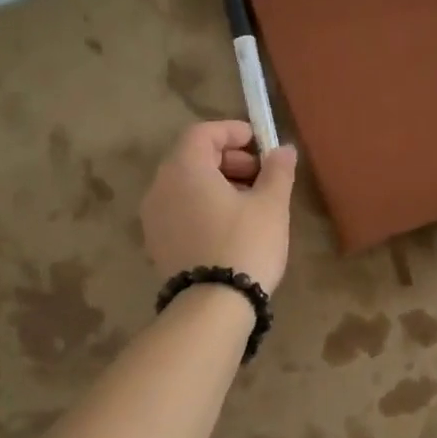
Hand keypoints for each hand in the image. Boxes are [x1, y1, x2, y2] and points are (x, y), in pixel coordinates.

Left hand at [141, 121, 298, 291]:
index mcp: (184, 168)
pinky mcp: (157, 243)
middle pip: (191, 158)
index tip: (258, 142)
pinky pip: (179, 210)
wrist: (213, 305)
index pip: (202, 133)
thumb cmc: (245, 244)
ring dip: (216, 184)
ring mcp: (153, 217)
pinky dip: (202, 206)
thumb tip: (283, 150)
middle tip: (259, 174)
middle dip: (227, 159)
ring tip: (249, 202)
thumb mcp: (271, 205)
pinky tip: (229, 226)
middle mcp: (160, 187)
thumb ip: (277, 171)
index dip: (232, 131)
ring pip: (185, 186)